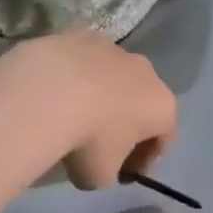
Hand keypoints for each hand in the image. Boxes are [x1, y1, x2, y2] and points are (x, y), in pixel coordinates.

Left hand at [17, 30, 177, 189]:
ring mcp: (115, 48)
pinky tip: (55, 94)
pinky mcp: (81, 35)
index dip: (144, 160)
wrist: (49, 92)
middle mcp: (147, 72)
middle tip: (100, 145)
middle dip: (126, 123)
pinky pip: (84, 63)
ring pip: (113, 78)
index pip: (163, 138)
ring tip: (73, 115)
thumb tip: (101, 166)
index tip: (123, 174)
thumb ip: (109, 172)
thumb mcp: (101, 176)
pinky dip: (75, 77)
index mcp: (162, 106)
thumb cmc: (88, 142)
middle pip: (141, 102)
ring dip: (101, 96)